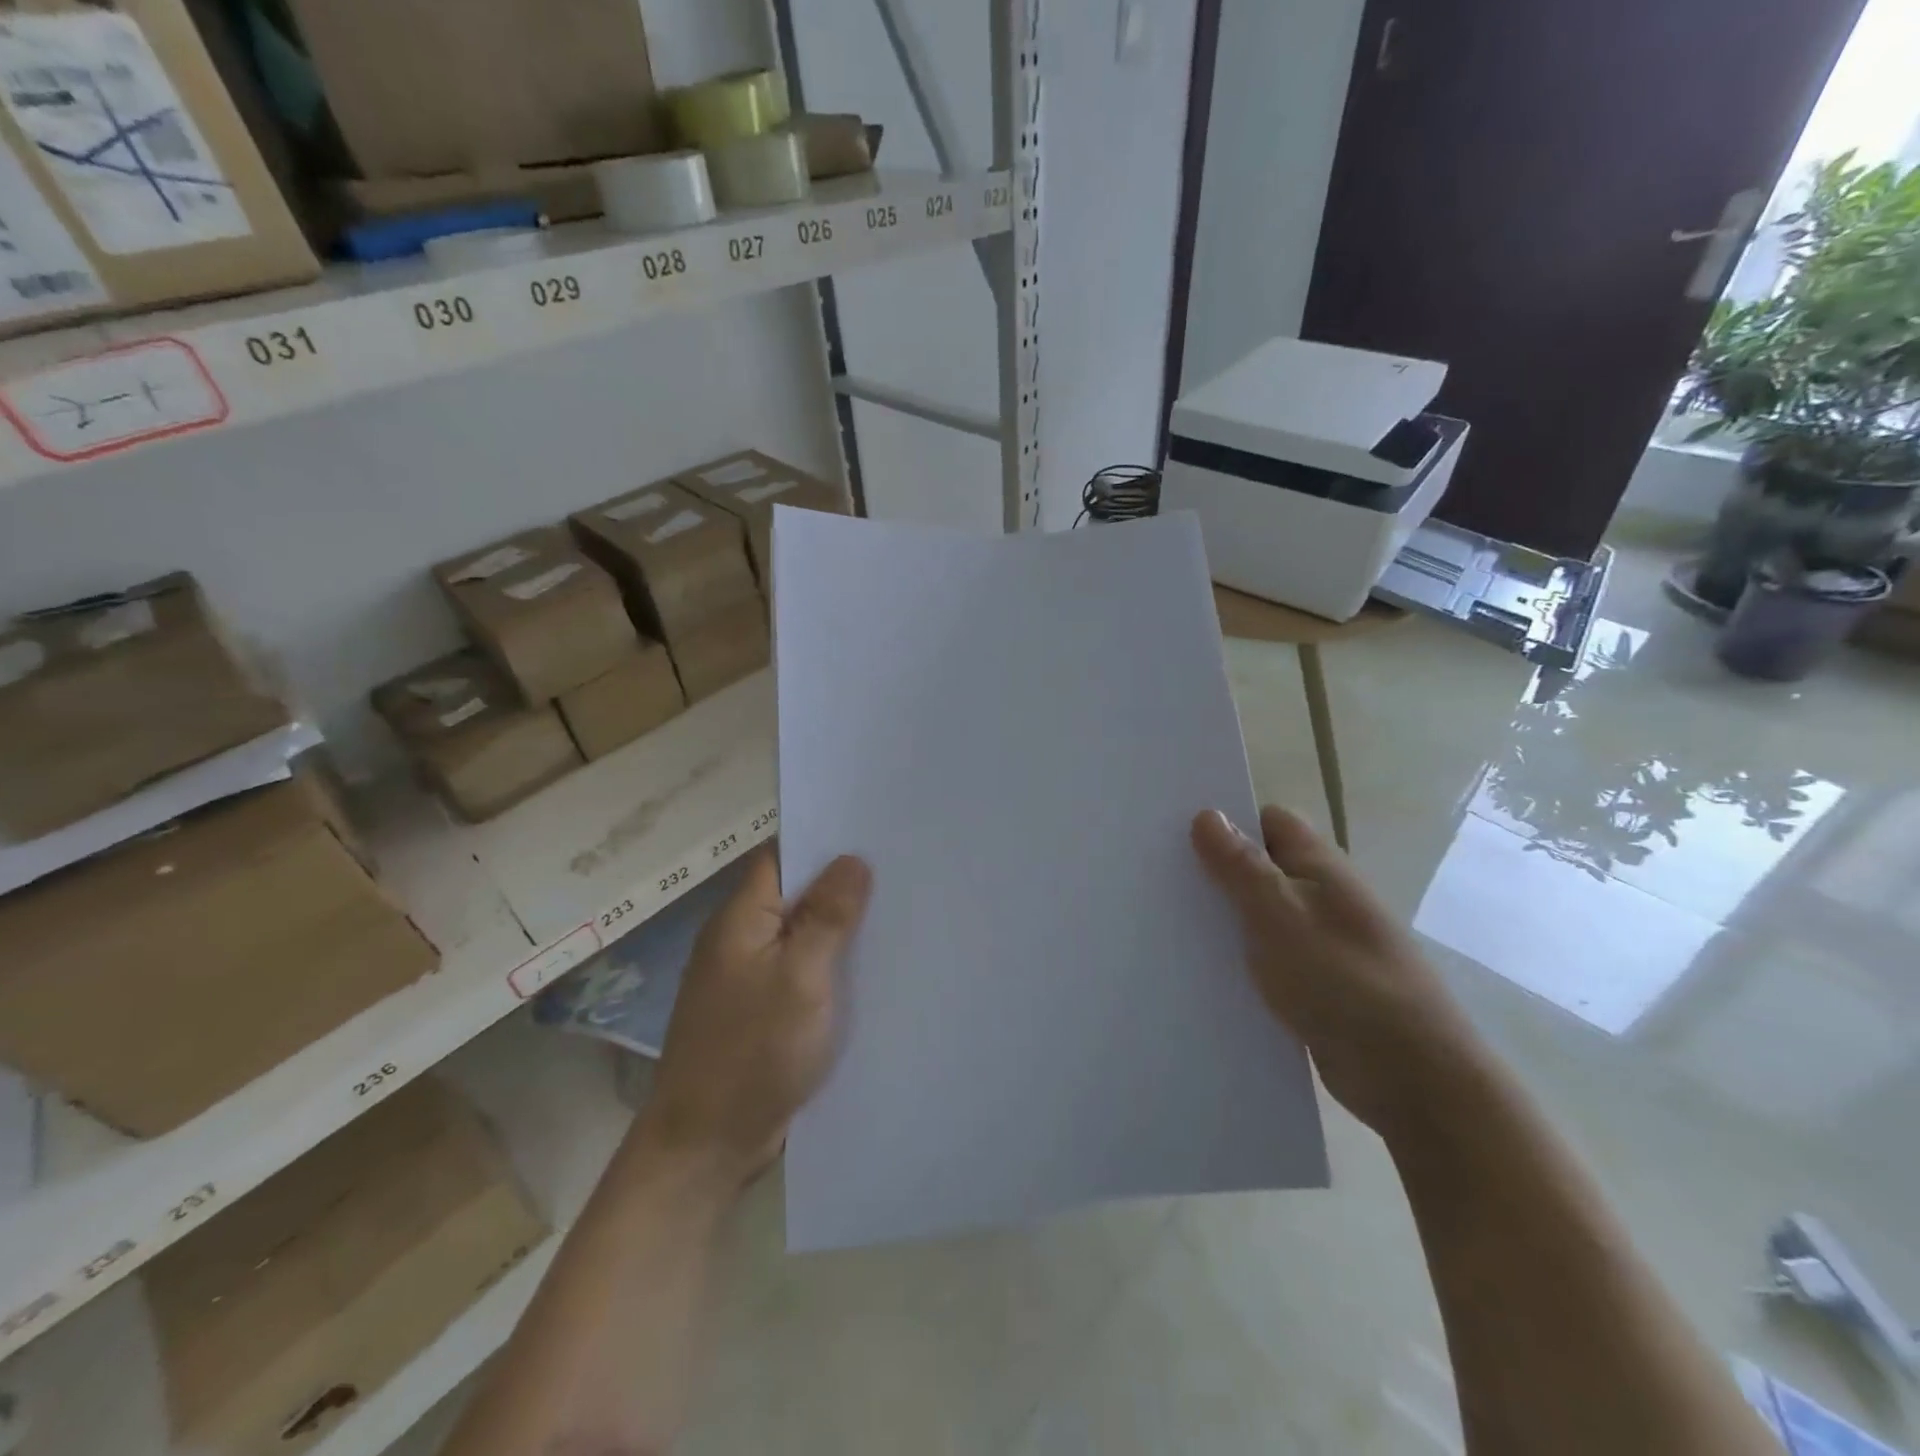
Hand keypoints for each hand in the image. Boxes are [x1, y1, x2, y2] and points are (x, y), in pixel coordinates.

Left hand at [640, 849, 871, 1185]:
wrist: (706, 1146)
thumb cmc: (753, 1052)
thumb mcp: (801, 977)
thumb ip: (828, 917)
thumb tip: (852, 859)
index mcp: (741, 919)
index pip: (782, 856)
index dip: (824, 841)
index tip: (873, 834)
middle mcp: (740, 939)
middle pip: (794, 894)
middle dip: (842, 884)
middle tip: (900, 871)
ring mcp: (749, 977)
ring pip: (801, 934)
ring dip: (839, 926)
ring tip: (897, 911)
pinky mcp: (761, 1010)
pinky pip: (801, 970)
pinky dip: (830, 964)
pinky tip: (871, 966)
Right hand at [1191, 806, 1485, 1135]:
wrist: (1412, 1079)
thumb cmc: (1343, 981)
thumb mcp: (1280, 915)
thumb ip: (1241, 867)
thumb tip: (1207, 814)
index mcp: (1320, 868)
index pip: (1269, 821)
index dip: (1227, 821)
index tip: (1176, 833)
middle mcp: (1323, 897)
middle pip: (1261, 867)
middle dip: (1215, 870)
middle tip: (1158, 877)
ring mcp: (1321, 943)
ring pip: (1260, 915)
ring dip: (1223, 917)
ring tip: (1164, 922)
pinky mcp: (1316, 985)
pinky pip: (1268, 957)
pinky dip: (1239, 958)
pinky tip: (1200, 970)